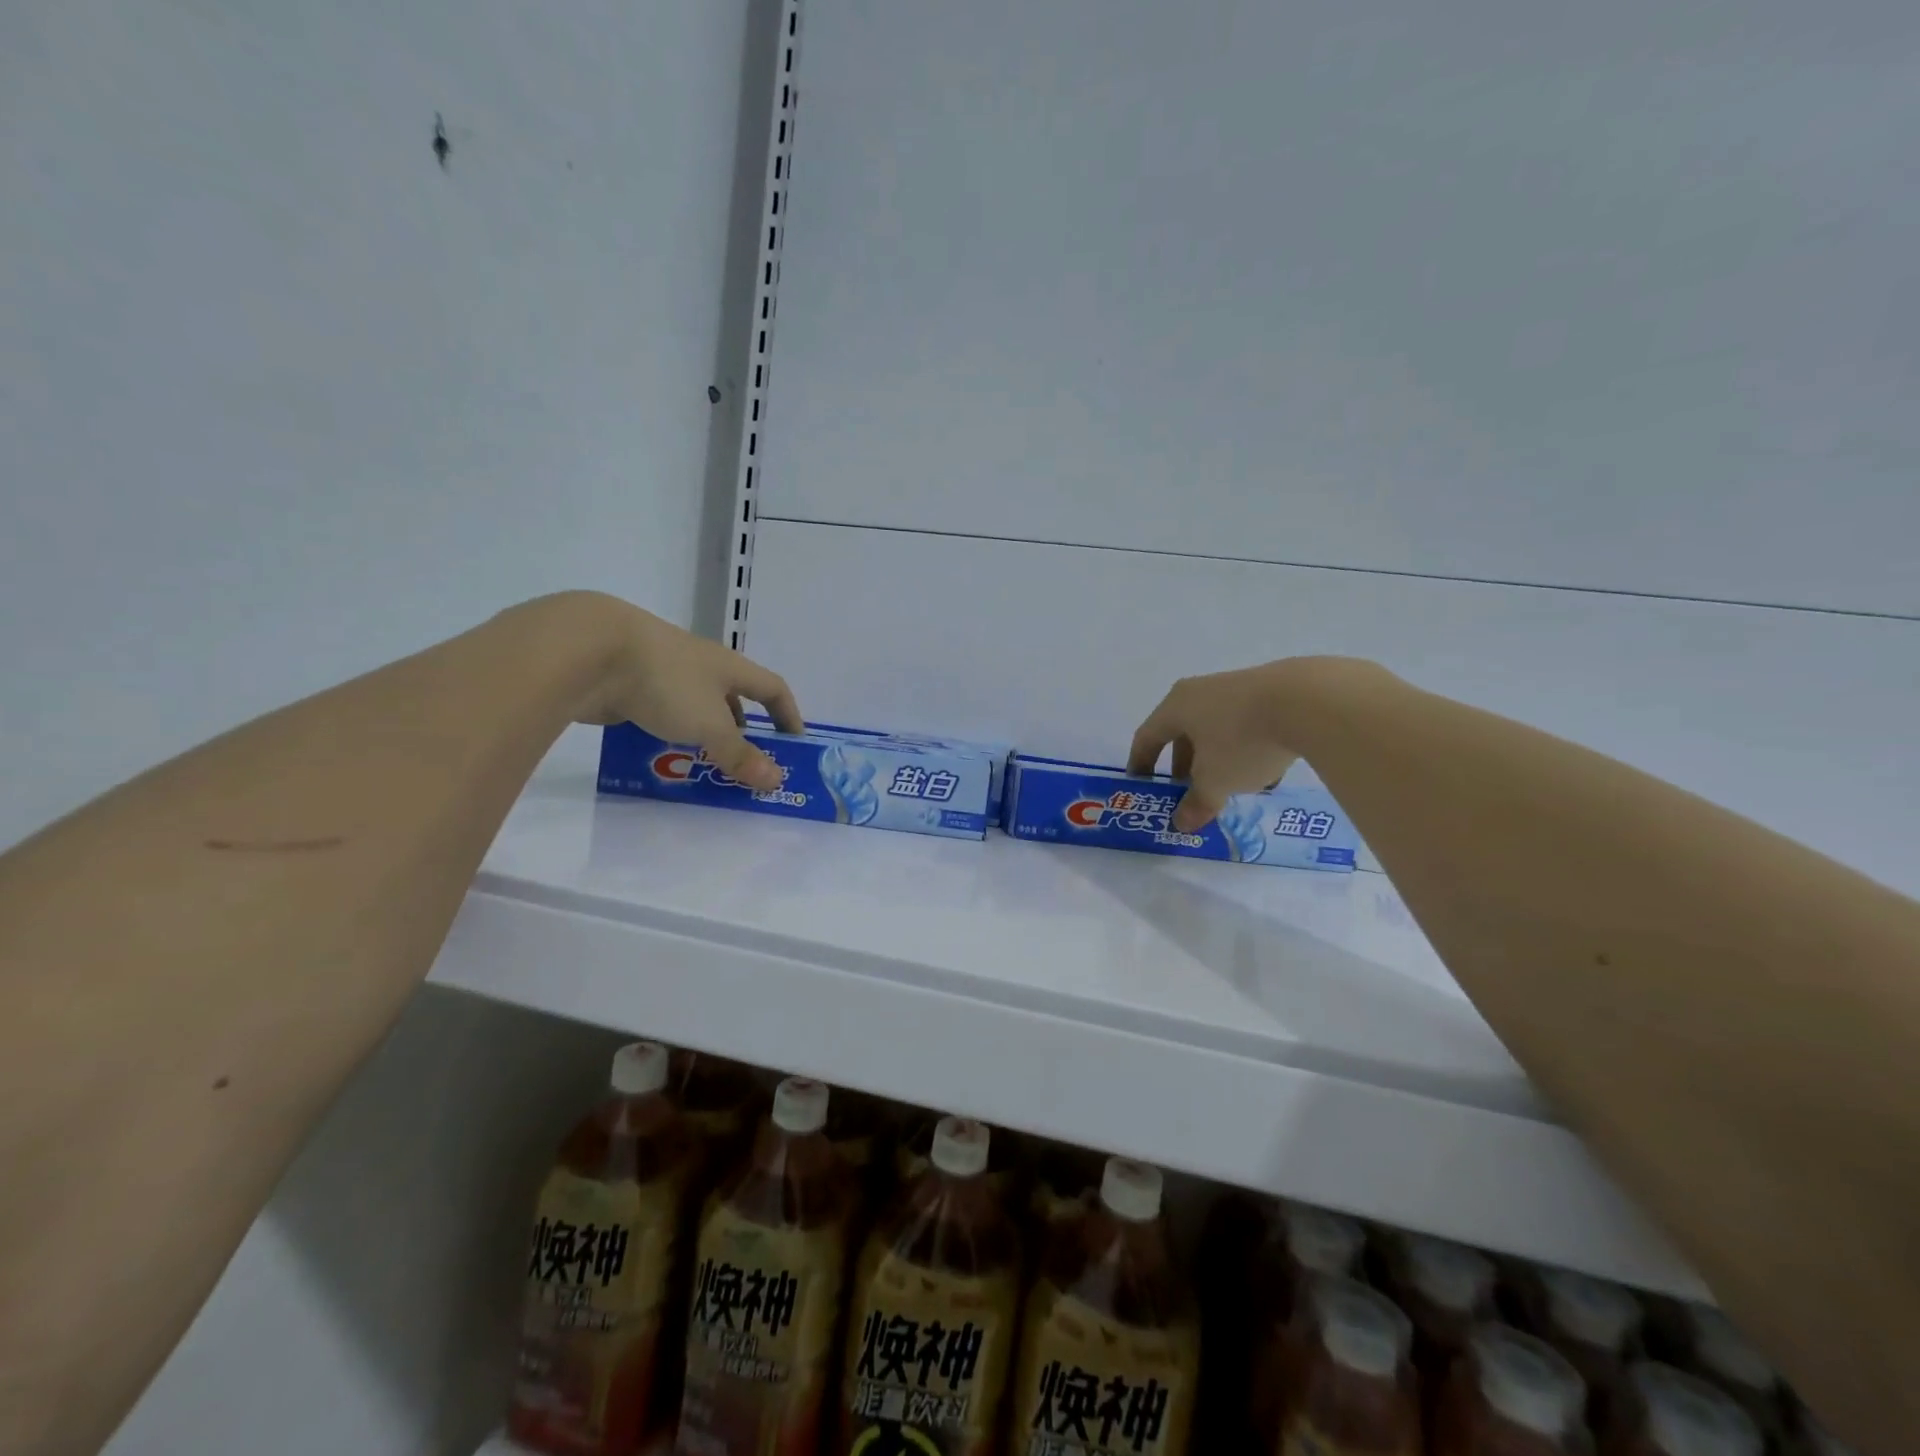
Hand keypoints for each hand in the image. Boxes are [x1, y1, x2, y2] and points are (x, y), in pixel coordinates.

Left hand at [550, 594, 803, 791]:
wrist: (590, 653)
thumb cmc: (667, 683)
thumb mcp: (711, 725)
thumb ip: (741, 755)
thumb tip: (776, 780)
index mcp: (729, 667)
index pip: (773, 688)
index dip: (788, 714)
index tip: (793, 744)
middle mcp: (701, 665)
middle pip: (732, 698)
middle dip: (741, 731)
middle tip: (743, 764)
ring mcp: (663, 671)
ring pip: (693, 707)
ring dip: (702, 735)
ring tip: (701, 766)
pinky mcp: (630, 682)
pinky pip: (659, 712)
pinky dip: (666, 733)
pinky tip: (658, 755)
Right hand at [1130, 659, 1392, 832]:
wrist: (1309, 700)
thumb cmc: (1242, 740)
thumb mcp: (1216, 781)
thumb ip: (1197, 803)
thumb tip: (1181, 823)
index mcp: (1176, 707)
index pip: (1147, 737)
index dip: (1141, 765)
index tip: (1141, 786)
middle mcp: (1201, 692)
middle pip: (1183, 733)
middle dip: (1185, 767)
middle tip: (1190, 793)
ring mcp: (1237, 688)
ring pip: (1218, 730)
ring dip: (1218, 761)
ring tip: (1232, 790)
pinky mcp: (1272, 691)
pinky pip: (1247, 726)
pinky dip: (1247, 750)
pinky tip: (1267, 775)